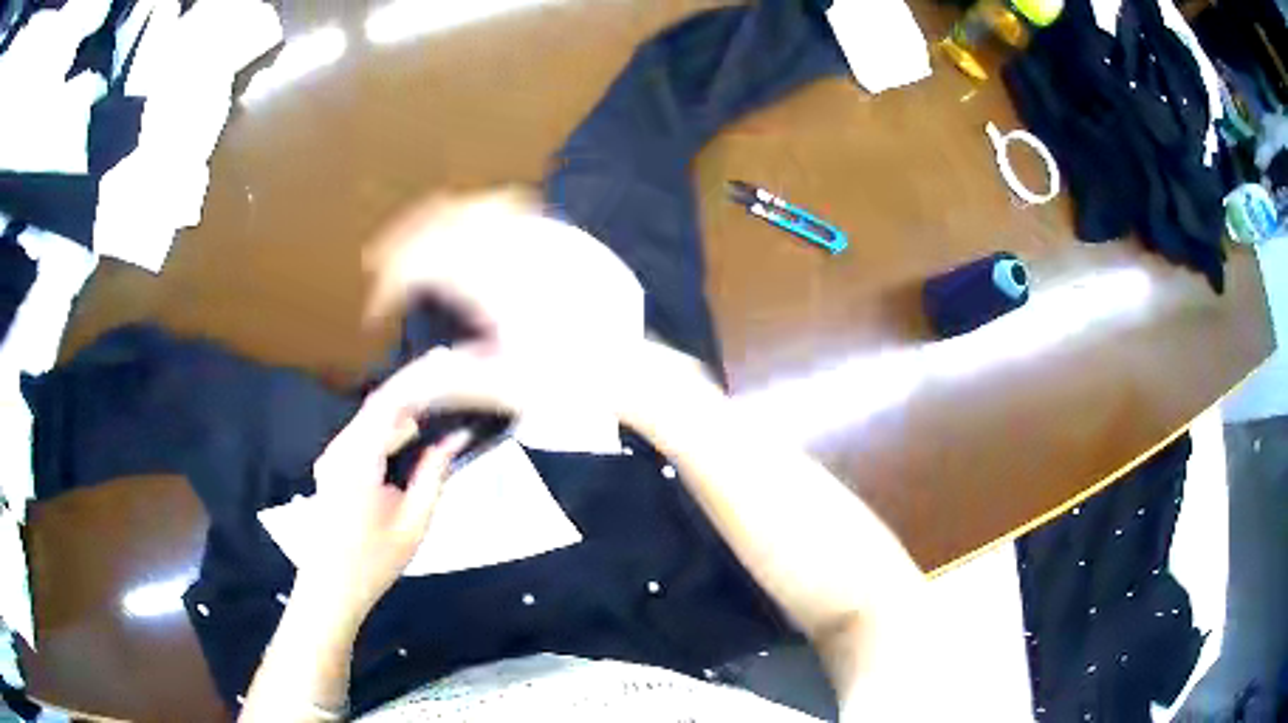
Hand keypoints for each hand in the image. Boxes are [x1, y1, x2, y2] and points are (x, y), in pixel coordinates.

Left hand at [305, 373, 472, 623]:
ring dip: (403, 411)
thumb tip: (453, 439)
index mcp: (357, 461)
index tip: (449, 366)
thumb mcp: (414, 523)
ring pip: (370, 420)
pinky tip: (412, 434)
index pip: (389, 406)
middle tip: (451, 380)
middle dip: (414, 391)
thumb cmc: (374, 561)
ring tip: (439, 405)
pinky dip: (389, 429)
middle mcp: (339, 449)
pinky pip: (363, 436)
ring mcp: (332, 456)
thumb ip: (433, 476)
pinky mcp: (332, 465)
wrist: (331, 587)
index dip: (419, 382)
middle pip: (378, 407)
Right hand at [362, 189, 644, 421]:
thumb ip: (443, 380)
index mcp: (490, 283)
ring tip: (412, 243)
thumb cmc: (568, 379)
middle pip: (437, 221)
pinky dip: (472, 211)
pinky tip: (466, 228)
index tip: (376, 312)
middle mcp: (508, 247)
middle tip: (378, 267)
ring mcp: (534, 235)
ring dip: (432, 221)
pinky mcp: (554, 236)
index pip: (418, 265)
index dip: (387, 287)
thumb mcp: (501, 384)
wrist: (630, 366)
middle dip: (399, 242)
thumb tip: (397, 388)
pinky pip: (504, 205)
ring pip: (469, 205)